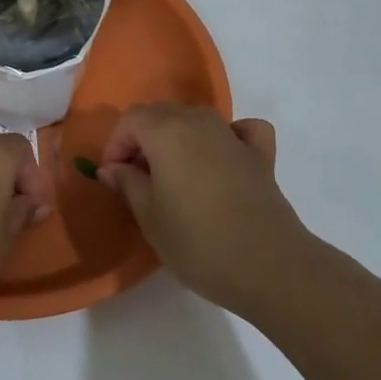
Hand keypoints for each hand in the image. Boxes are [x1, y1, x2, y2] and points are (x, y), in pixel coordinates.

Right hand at [98, 104, 313, 314]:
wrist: (268, 265)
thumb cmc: (197, 242)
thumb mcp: (149, 217)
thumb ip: (127, 184)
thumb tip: (112, 167)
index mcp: (166, 131)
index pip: (131, 119)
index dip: (116, 145)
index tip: (114, 178)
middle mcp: (199, 121)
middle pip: (162, 114)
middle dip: (143, 139)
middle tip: (138, 179)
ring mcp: (233, 134)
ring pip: (196, 120)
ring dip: (178, 138)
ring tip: (174, 176)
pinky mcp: (261, 154)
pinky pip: (239, 131)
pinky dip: (227, 137)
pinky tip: (223, 158)